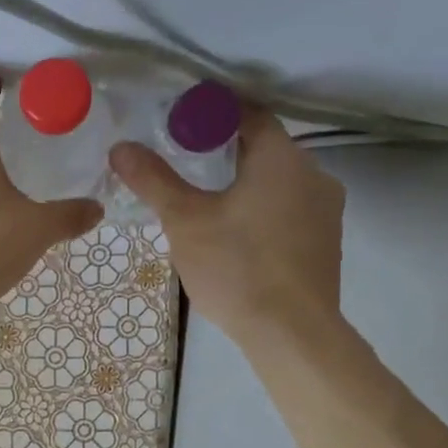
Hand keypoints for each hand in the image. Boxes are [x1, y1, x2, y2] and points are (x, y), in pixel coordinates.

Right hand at [110, 107, 344, 340]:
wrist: (291, 333)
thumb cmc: (237, 267)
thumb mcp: (184, 221)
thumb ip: (153, 180)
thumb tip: (121, 148)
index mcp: (282, 158)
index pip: (247, 113)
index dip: (210, 114)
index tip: (177, 124)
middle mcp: (314, 174)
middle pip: (264, 148)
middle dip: (223, 151)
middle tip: (182, 164)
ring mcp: (326, 211)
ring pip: (278, 181)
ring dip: (243, 182)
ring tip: (204, 202)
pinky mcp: (326, 243)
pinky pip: (289, 210)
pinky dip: (261, 209)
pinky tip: (234, 235)